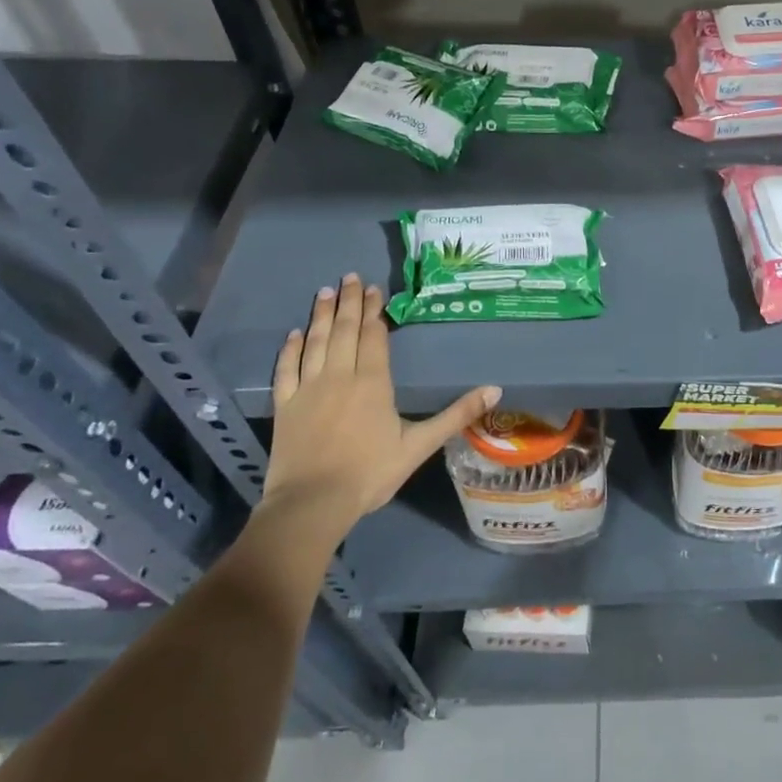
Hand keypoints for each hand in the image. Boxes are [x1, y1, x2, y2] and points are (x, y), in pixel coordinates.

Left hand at [264, 275, 499, 536]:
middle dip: (349, 302)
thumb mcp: (420, 445)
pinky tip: (294, 334)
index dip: (375, 311)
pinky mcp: (285, 405)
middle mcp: (340, 375)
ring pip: (316, 342)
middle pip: (345, 331)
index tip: (375, 289)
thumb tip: (495, 390)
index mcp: (373, 382)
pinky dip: (290, 349)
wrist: (313, 503)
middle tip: (350, 277)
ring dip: (321, 315)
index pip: (374, 337)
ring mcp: (308, 388)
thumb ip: (456, 415)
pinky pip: (287, 369)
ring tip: (325, 291)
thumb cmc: (370, 473)